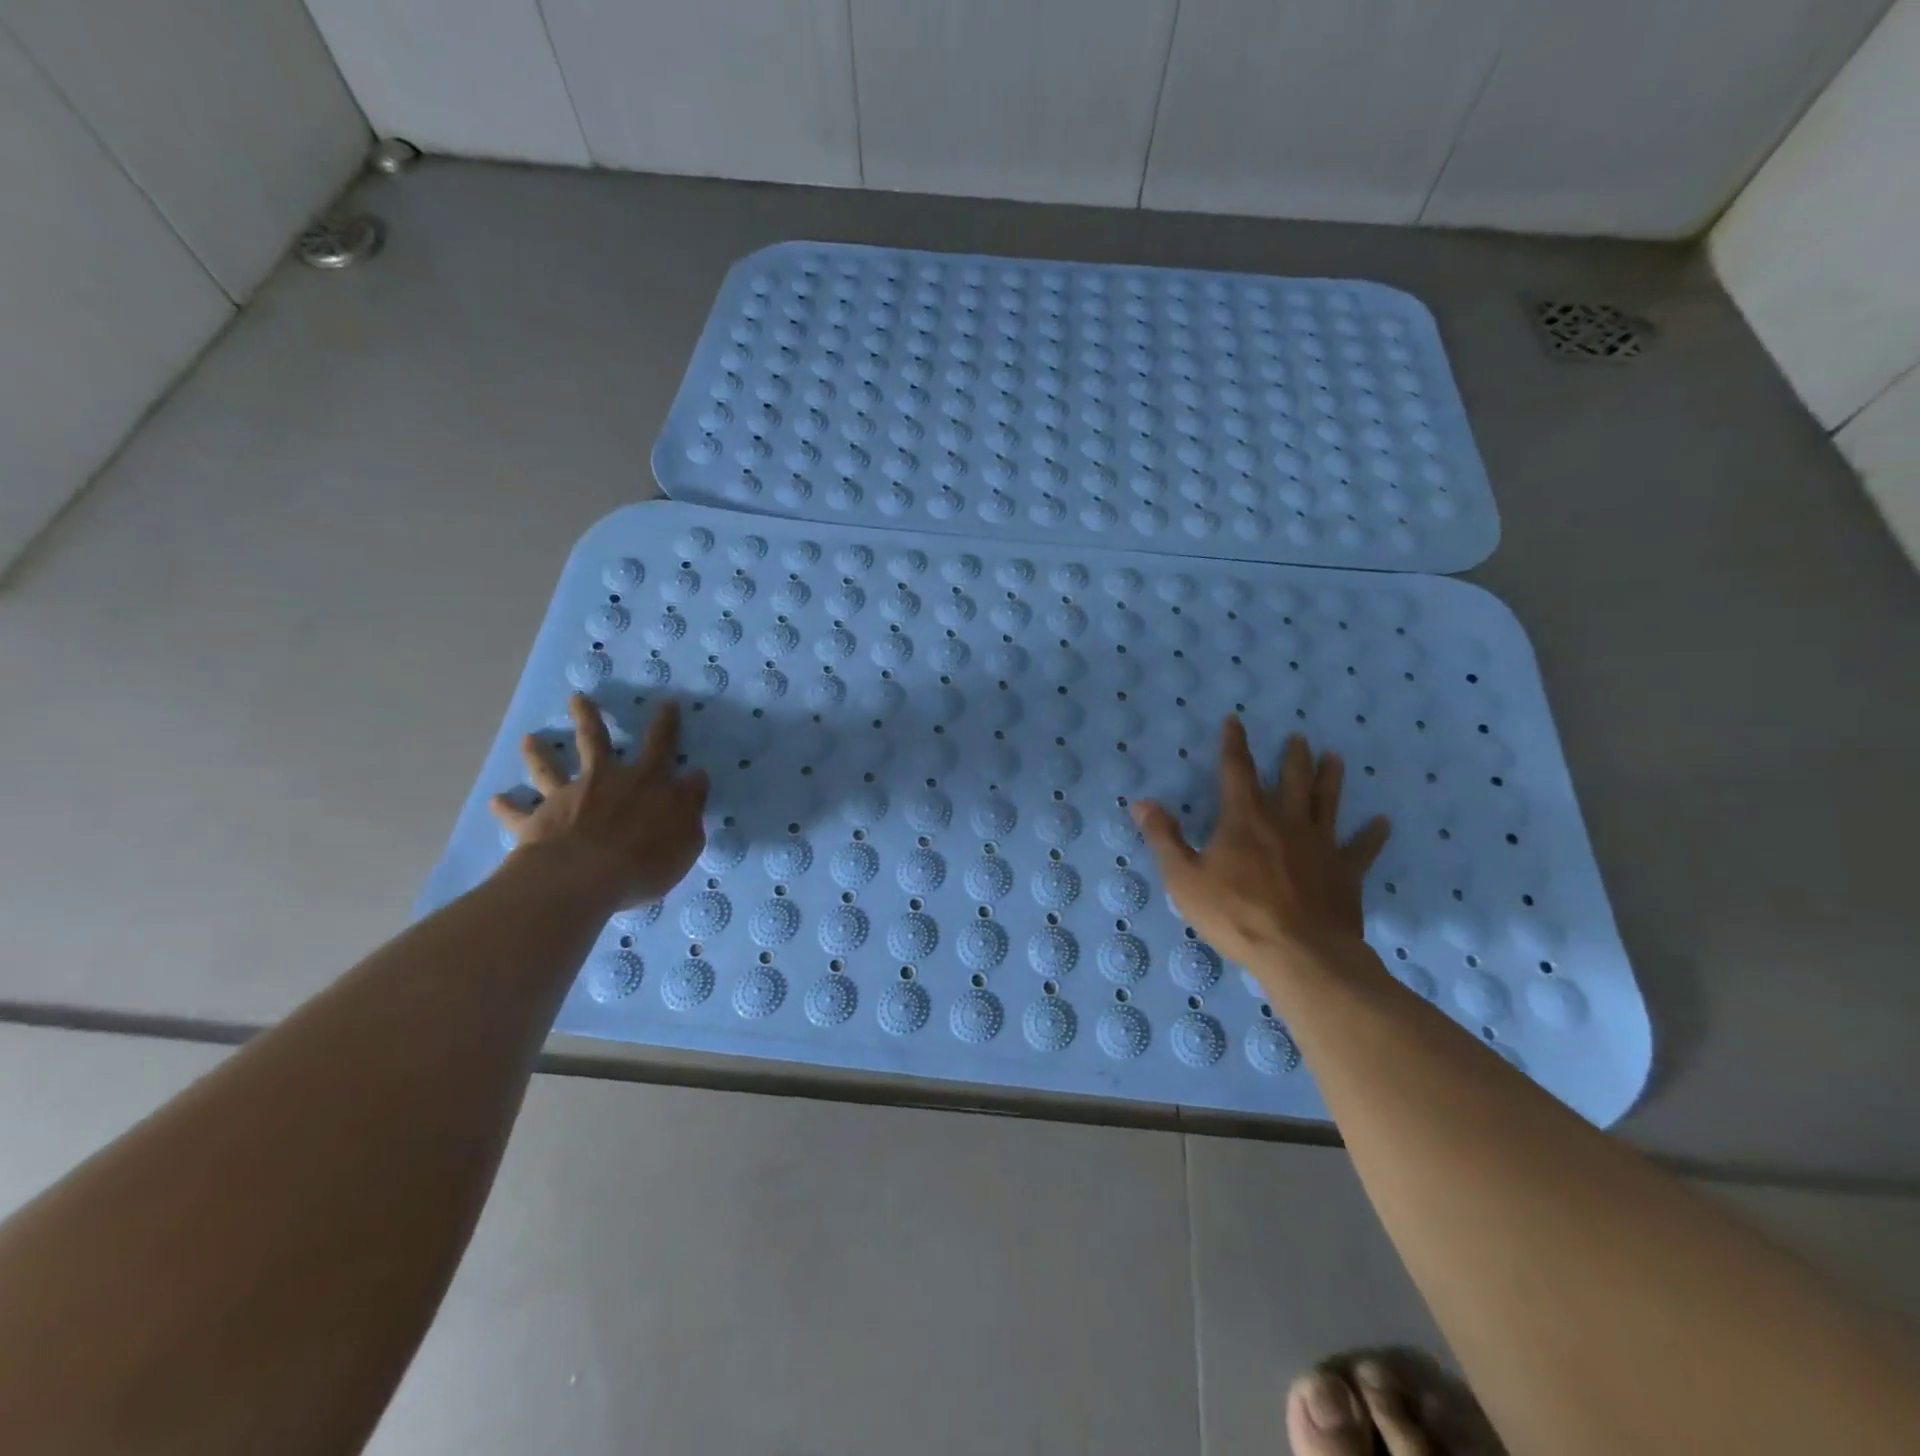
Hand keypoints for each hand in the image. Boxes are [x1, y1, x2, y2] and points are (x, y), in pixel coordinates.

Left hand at [490, 694, 709, 906]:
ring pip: (550, 768)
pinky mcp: (537, 821)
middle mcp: (604, 780)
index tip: (667, 703)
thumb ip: (690, 807)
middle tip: (577, 698)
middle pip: (595, 742)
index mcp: (646, 782)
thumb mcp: (686, 838)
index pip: (660, 746)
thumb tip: (696, 777)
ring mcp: (567, 798)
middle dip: (589, 718)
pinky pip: (518, 813)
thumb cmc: (645, 860)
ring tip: (529, 739)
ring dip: (539, 754)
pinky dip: (506, 807)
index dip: (665, 725)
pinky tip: (495, 801)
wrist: (583, 878)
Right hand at [1132, 719, 1389, 978]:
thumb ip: (1164, 837)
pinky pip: (1362, 848)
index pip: (1236, 770)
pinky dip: (1372, 834)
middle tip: (1299, 738)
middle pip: (1291, 780)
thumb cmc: (1235, 914)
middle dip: (1292, 757)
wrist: (1300, 953)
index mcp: (1245, 819)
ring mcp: (1320, 845)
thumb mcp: (1184, 878)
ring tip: (1335, 758)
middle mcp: (1286, 821)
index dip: (1234, 744)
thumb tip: (1142, 802)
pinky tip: (1383, 822)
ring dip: (1330, 779)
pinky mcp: (1345, 872)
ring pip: (1327, 803)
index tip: (1236, 721)